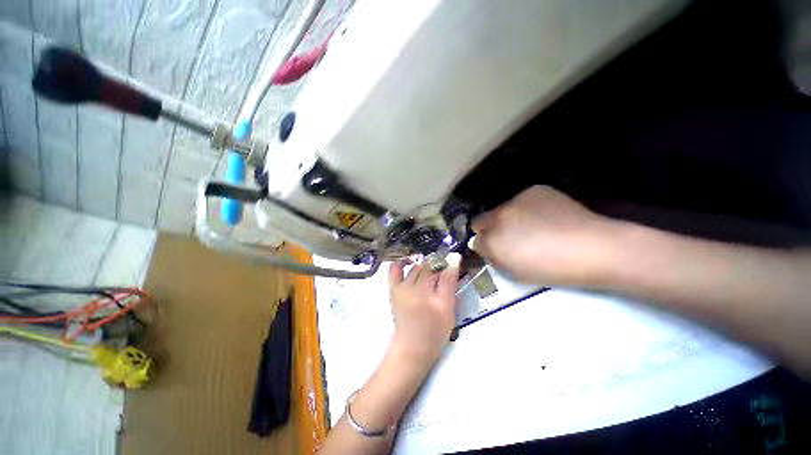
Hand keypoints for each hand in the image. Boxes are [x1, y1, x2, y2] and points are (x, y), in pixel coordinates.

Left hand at [388, 258, 459, 369]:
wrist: (411, 347)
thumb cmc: (435, 332)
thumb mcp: (450, 312)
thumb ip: (451, 286)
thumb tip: (454, 262)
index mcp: (437, 301)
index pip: (446, 274)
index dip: (452, 263)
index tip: (455, 257)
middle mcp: (419, 292)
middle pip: (431, 268)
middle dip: (439, 263)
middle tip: (443, 267)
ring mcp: (404, 289)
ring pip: (417, 267)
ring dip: (425, 265)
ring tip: (430, 270)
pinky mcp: (394, 289)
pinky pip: (395, 269)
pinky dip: (402, 262)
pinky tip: (411, 261)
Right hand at [472, 185, 616, 286]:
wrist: (594, 247)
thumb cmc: (554, 269)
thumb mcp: (517, 272)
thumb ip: (495, 258)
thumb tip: (486, 247)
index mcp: (494, 241)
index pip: (475, 241)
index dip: (484, 246)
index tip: (495, 250)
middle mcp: (499, 217)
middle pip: (480, 221)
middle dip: (488, 229)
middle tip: (507, 237)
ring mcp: (516, 200)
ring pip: (500, 210)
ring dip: (506, 218)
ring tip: (530, 226)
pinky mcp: (534, 190)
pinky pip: (520, 200)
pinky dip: (525, 209)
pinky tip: (543, 216)